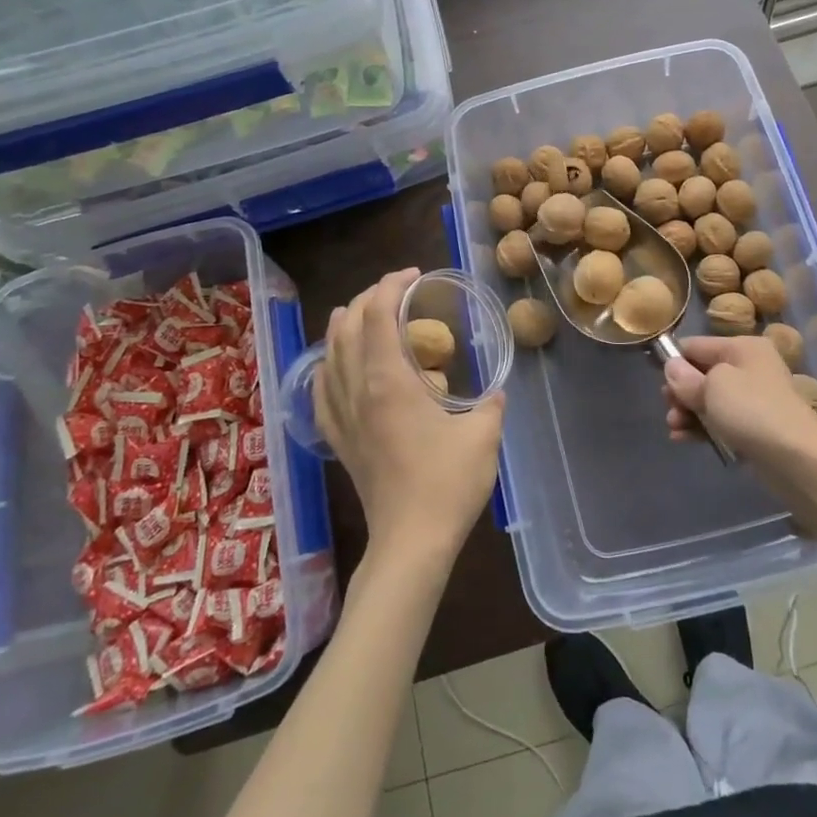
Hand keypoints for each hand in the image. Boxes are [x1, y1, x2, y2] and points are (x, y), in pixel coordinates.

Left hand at [317, 268, 504, 568]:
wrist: (410, 541)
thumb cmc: (448, 484)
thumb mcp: (483, 435)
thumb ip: (491, 403)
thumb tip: (495, 391)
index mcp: (389, 381)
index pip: (377, 315)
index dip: (391, 286)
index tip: (413, 275)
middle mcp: (358, 390)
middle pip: (346, 326)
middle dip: (367, 298)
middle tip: (395, 292)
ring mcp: (342, 416)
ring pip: (328, 354)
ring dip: (344, 325)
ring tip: (364, 313)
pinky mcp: (338, 438)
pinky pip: (321, 389)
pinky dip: (328, 364)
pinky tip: (336, 365)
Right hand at [662, 335, 816, 466]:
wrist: (797, 459)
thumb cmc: (751, 410)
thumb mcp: (712, 387)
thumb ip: (686, 377)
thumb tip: (672, 367)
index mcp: (742, 347)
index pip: (696, 345)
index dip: (674, 361)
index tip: (657, 382)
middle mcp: (750, 367)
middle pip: (702, 373)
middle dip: (681, 392)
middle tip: (669, 410)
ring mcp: (754, 399)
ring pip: (710, 399)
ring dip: (688, 412)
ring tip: (674, 428)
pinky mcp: (755, 427)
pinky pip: (721, 421)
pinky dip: (702, 427)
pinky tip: (684, 438)